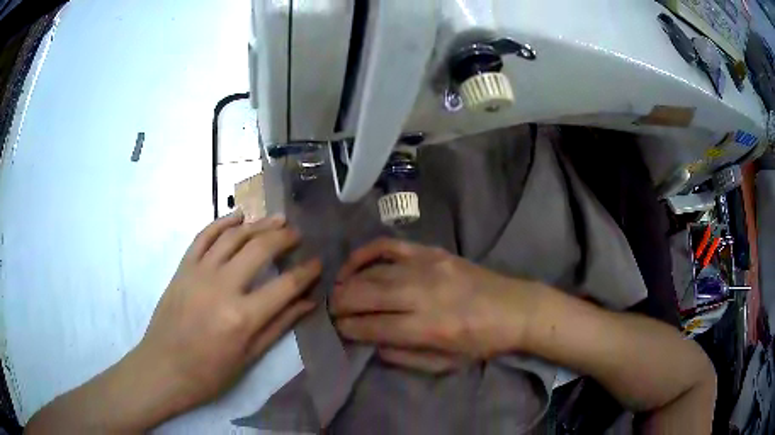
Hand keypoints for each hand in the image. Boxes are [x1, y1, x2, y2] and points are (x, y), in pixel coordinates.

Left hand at [134, 211, 320, 417]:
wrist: (163, 368)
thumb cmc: (209, 373)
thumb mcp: (249, 357)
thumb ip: (279, 325)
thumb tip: (308, 303)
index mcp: (243, 317)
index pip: (285, 285)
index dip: (307, 272)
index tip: (318, 262)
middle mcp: (222, 287)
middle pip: (260, 249)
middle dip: (284, 237)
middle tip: (297, 235)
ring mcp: (199, 272)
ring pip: (233, 236)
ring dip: (258, 223)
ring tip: (277, 219)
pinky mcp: (183, 267)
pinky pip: (204, 236)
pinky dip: (222, 222)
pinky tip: (238, 216)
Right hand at [331, 238, 539, 372]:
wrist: (516, 308)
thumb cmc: (482, 342)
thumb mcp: (445, 364)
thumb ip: (404, 356)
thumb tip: (371, 341)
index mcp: (429, 328)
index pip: (373, 326)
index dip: (349, 328)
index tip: (335, 328)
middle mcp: (424, 294)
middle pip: (367, 294)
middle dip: (340, 303)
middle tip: (329, 309)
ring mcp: (428, 267)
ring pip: (374, 271)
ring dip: (348, 282)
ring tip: (337, 291)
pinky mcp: (433, 251)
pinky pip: (390, 246)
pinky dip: (367, 253)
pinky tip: (354, 264)